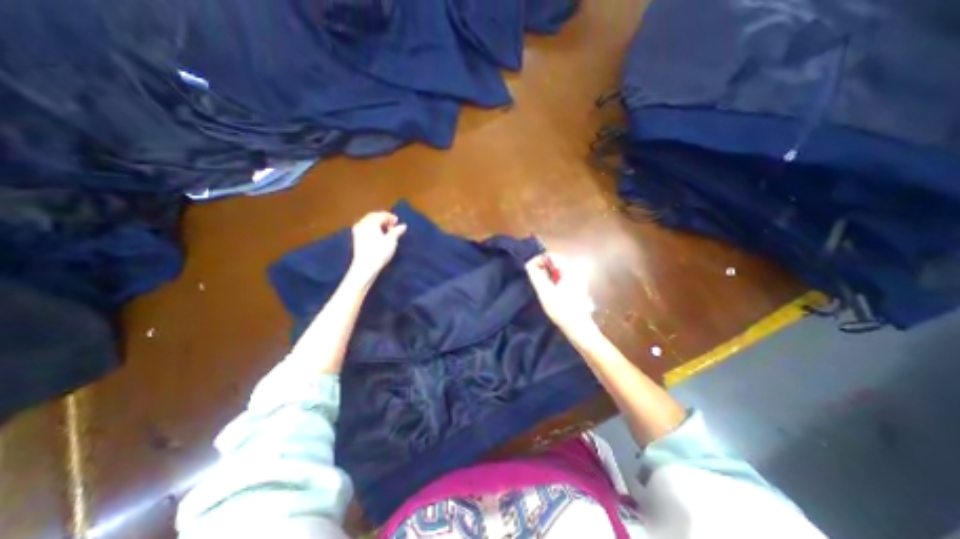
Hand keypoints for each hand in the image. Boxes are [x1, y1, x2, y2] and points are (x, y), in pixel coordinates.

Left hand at [349, 210, 403, 288]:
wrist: (365, 266)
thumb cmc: (380, 252)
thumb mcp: (391, 241)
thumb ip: (396, 231)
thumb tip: (403, 225)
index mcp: (371, 222)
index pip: (382, 215)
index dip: (390, 217)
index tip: (397, 222)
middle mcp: (362, 224)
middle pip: (373, 216)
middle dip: (383, 218)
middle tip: (392, 224)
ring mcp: (358, 231)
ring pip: (368, 221)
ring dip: (377, 223)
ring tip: (386, 229)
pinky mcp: (356, 238)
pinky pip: (365, 227)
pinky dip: (372, 227)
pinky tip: (378, 234)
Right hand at [528, 252, 597, 336]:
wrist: (579, 328)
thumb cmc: (561, 309)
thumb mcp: (545, 292)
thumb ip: (536, 275)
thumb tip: (529, 264)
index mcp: (569, 269)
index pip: (550, 256)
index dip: (538, 261)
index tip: (530, 273)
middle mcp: (576, 270)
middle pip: (554, 263)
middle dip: (543, 270)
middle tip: (535, 282)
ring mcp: (578, 279)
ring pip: (558, 271)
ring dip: (547, 277)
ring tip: (542, 288)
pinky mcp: (577, 287)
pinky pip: (562, 278)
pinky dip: (554, 282)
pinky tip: (551, 294)